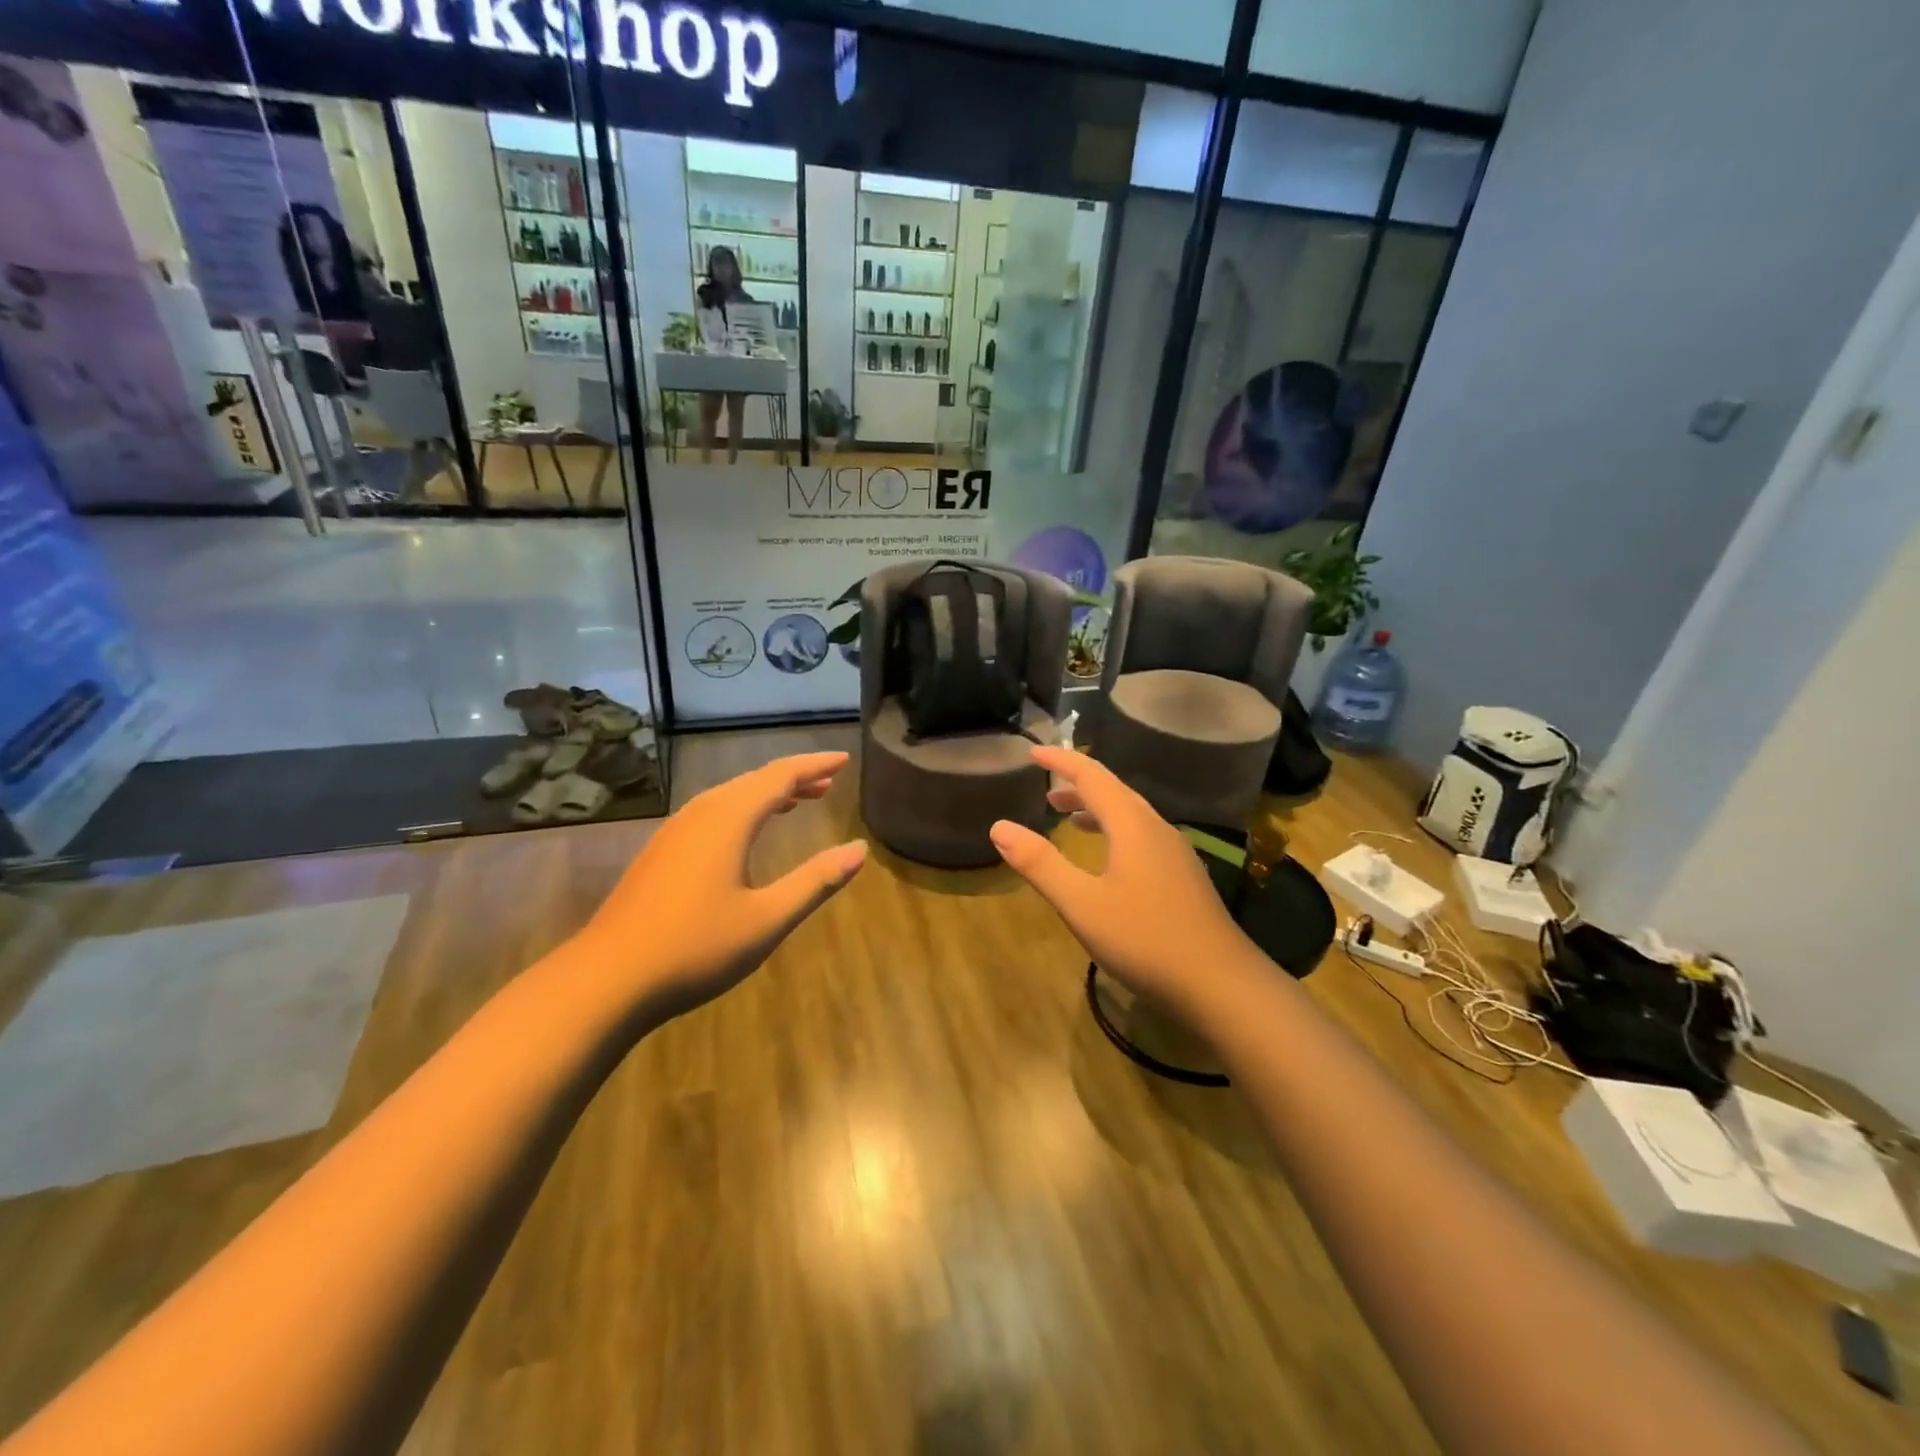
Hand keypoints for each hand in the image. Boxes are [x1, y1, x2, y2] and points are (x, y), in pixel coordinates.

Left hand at [579, 752, 866, 1020]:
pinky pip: (711, 813)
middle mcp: (701, 814)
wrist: (606, 980)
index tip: (844, 759)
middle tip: (828, 782)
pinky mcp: (660, 853)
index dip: (814, 765)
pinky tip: (746, 834)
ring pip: (730, 796)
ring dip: (767, 794)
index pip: (781, 776)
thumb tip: (859, 850)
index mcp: (729, 819)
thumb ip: (815, 881)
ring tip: (797, 801)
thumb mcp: (767, 919)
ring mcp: (675, 832)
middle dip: (794, 778)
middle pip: (754, 781)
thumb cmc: (695, 948)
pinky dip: (742, 810)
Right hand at [990, 747, 1259, 1014]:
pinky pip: (1142, 836)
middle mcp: (1156, 829)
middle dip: (1077, 784)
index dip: (1061, 761)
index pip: (1092, 776)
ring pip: (1131, 815)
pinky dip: (1115, 831)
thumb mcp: (1082, 904)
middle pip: (1114, 791)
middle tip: (1045, 788)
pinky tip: (1108, 859)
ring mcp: (1175, 853)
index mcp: (1132, 825)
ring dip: (1097, 809)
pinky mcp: (1183, 877)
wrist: (1221, 984)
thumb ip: (1040, 864)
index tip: (1033, 751)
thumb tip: (999, 827)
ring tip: (1069, 818)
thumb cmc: (1145, 939)